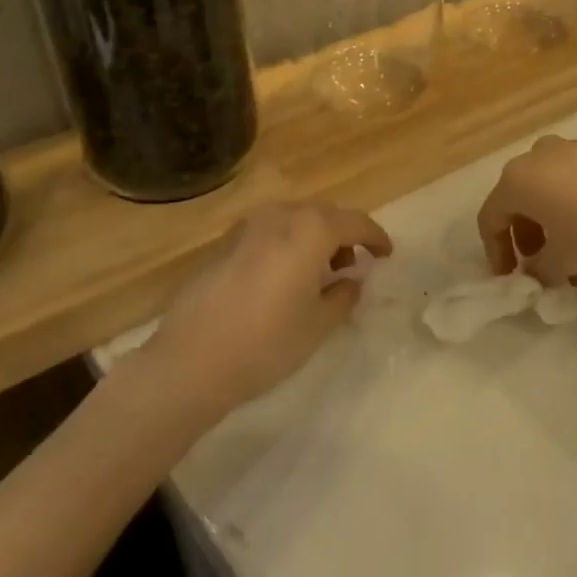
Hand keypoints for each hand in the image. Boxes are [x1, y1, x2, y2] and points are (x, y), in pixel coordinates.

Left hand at [147, 200, 392, 415]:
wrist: (189, 361)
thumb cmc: (266, 343)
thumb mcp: (318, 325)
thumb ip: (343, 296)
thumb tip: (352, 279)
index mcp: (310, 230)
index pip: (355, 223)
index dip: (376, 238)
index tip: (386, 255)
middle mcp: (280, 215)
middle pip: (324, 215)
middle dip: (344, 235)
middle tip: (354, 264)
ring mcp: (247, 226)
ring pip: (294, 220)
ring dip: (314, 237)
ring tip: (319, 272)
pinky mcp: (224, 242)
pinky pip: (268, 232)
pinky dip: (286, 244)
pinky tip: (283, 276)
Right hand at [477, 136, 576, 284]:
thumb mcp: (565, 260)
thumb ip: (539, 271)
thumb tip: (535, 272)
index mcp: (517, 180)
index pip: (490, 219)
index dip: (495, 254)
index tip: (511, 281)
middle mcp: (536, 157)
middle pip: (519, 204)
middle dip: (528, 243)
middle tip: (544, 273)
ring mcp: (570, 150)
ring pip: (548, 196)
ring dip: (554, 232)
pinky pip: (572, 185)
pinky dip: (574, 214)